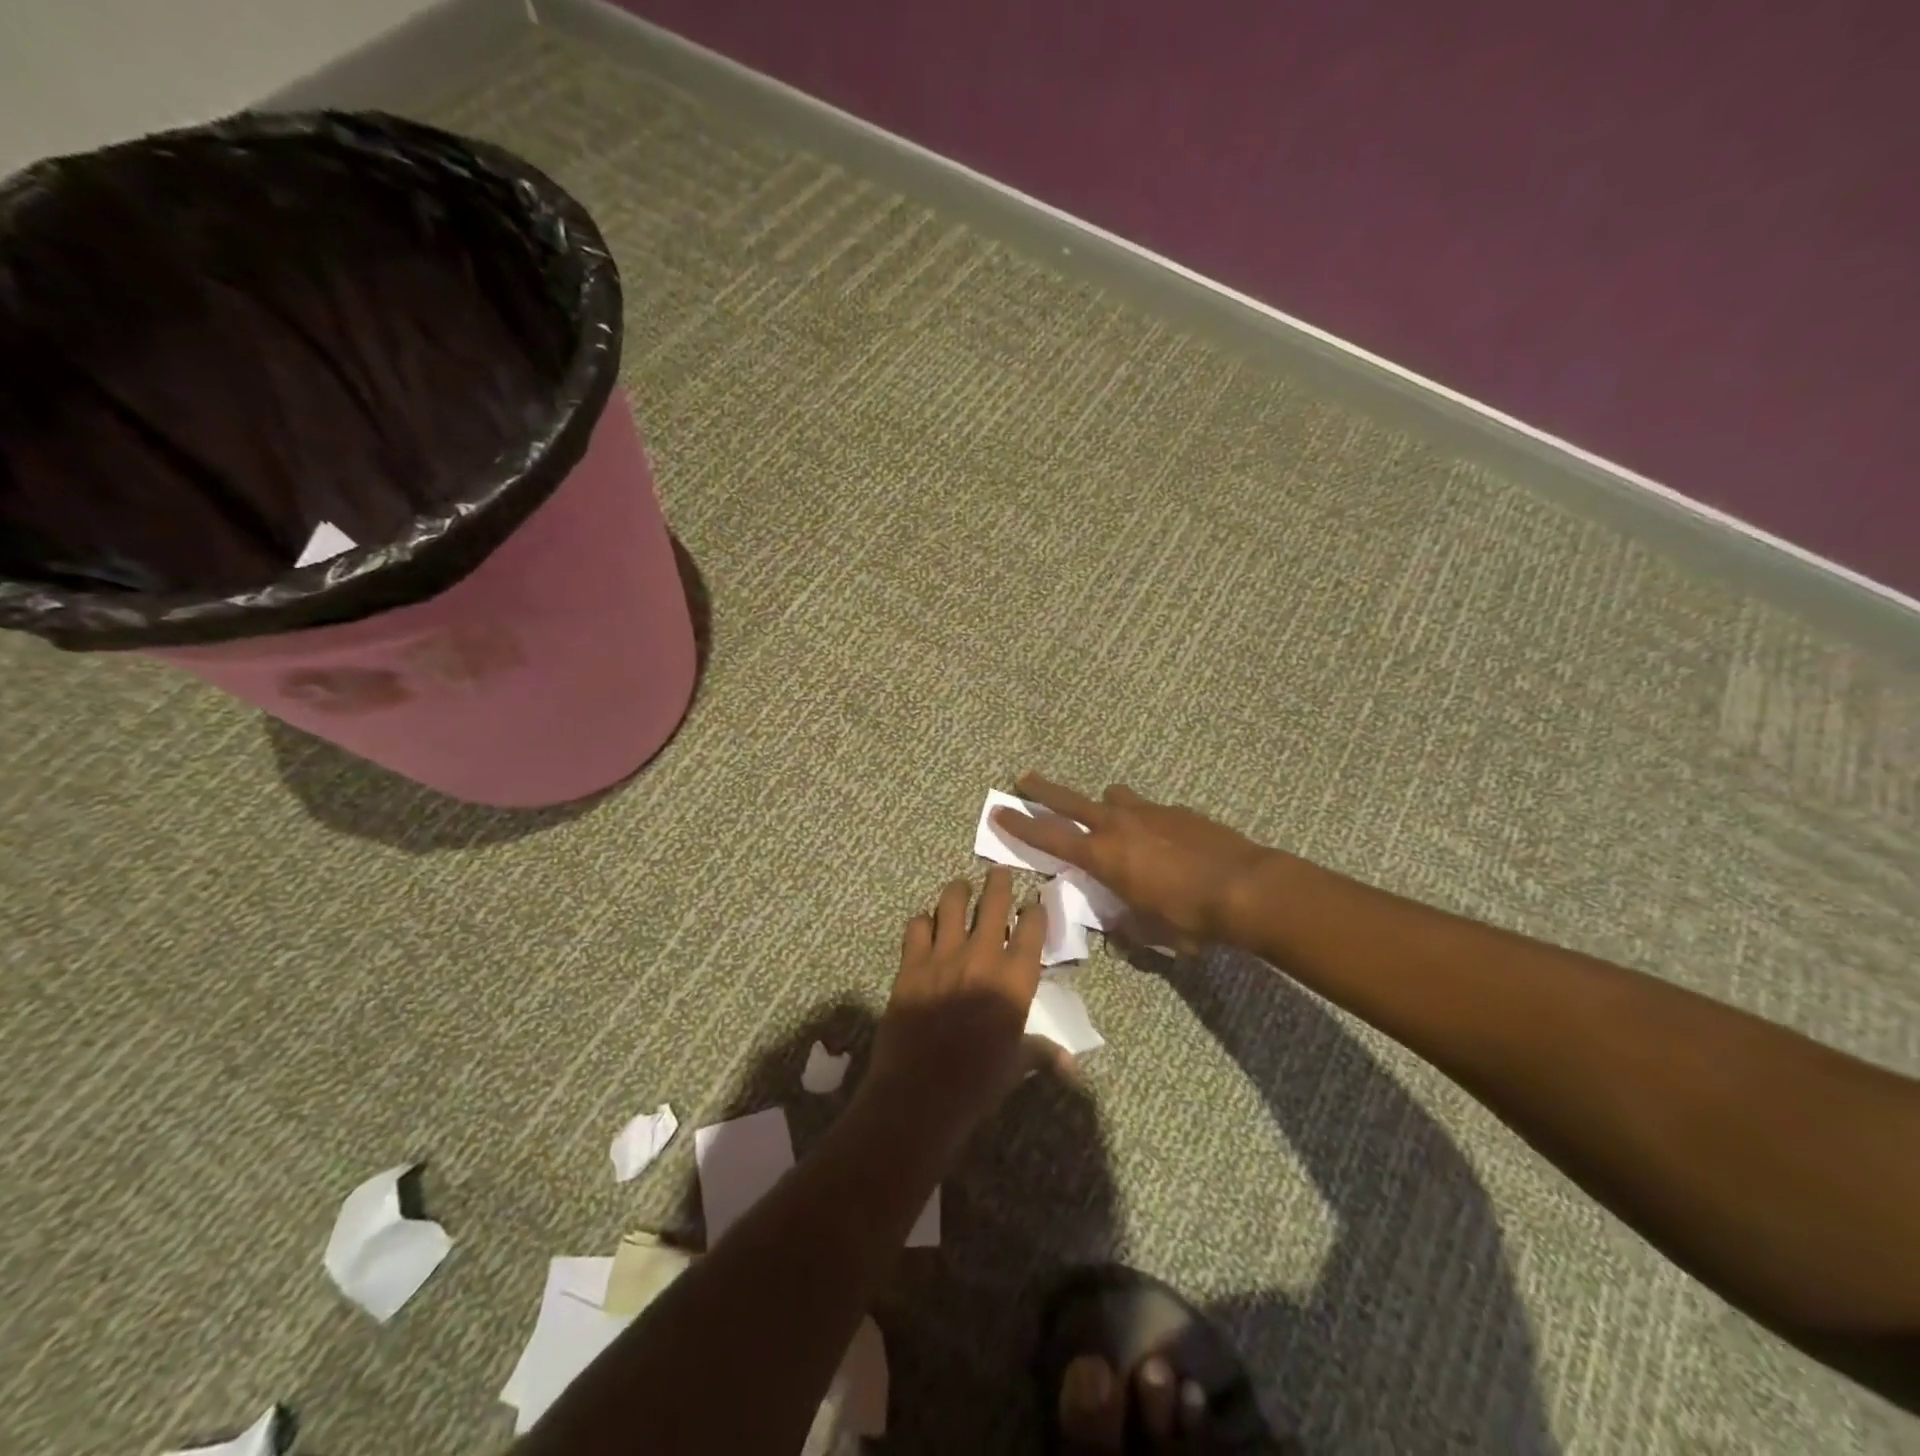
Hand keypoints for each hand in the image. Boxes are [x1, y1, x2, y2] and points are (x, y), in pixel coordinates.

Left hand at [864, 867, 1069, 1151]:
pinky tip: (925, 924)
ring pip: (952, 903)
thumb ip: (1043, 1053)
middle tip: (1000, 873)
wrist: (920, 1094)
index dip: (1035, 911)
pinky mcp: (911, 964)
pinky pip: (917, 926)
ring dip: (958, 891)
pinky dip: (923, 921)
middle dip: (1000, 883)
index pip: (1032, 929)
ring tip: (961, 888)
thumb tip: (1073, 1066)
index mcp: (1015, 980)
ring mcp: (943, 956)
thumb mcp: (1016, 1066)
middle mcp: (982, 957)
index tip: (1035, 902)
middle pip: (994, 903)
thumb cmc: (977, 1084)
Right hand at [994, 772, 1272, 949]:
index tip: (998, 811)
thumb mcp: (1148, 929)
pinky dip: (1145, 820)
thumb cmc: (1188, 916)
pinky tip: (1163, 840)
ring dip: (1105, 805)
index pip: (1049, 837)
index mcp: (1103, 855)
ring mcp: (1148, 812)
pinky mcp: (1177, 810)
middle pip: (1069, 799)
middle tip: (1024, 779)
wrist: (1245, 886)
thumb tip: (1116, 924)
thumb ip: (1124, 922)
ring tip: (1111, 817)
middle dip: (1043, 790)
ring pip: (1113, 797)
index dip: (1020, 825)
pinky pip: (1149, 810)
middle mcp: (1118, 824)